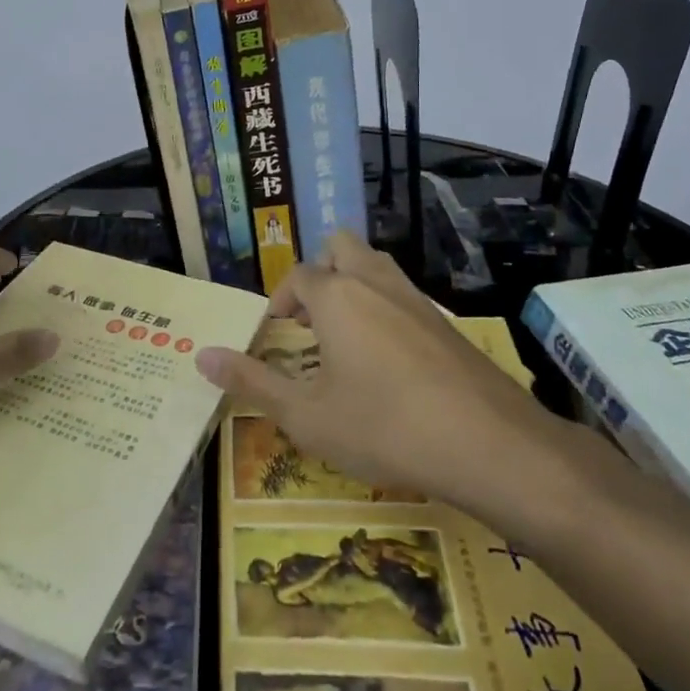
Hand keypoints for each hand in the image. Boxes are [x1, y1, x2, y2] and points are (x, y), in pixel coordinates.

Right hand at [194, 230, 567, 509]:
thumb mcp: (306, 415)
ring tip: (343, 338)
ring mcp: (416, 299)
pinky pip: (403, 295)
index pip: (298, 276)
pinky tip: (388, 361)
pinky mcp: (446, 322)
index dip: (280, 300)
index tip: (274, 334)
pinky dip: (384, 309)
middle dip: (319, 273)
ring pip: (376, 266)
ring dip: (353, 286)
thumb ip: (251, 382)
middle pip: (341, 247)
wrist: (488, 443)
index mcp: (336, 295)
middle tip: (310, 321)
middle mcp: (375, 282)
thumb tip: (201, 356)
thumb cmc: (383, 426)